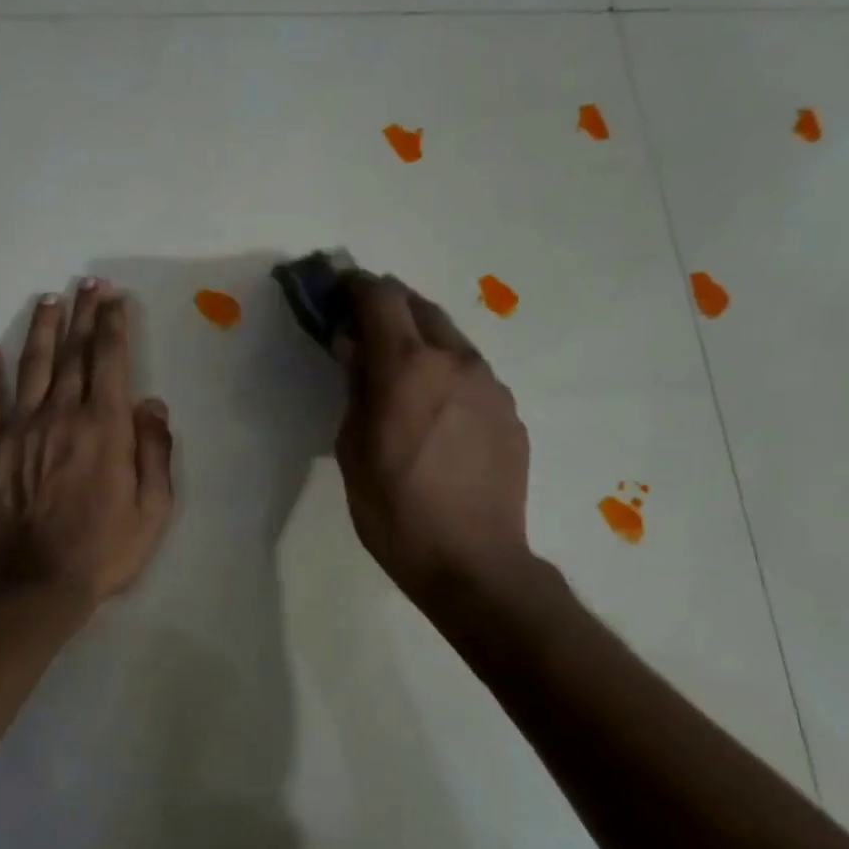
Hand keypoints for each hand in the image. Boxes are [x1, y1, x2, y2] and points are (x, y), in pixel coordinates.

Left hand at [0, 279, 175, 608]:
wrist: (35, 584)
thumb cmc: (103, 550)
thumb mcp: (153, 509)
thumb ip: (155, 452)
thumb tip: (151, 405)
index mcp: (104, 427)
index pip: (110, 360)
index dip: (113, 325)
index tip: (115, 298)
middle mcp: (61, 415)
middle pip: (73, 354)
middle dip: (82, 314)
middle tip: (87, 284)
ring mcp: (19, 430)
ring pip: (31, 367)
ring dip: (40, 331)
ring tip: (48, 301)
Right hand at [335, 273, 531, 604]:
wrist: (472, 562)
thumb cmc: (395, 512)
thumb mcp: (353, 451)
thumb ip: (355, 389)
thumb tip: (354, 349)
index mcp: (407, 368)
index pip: (381, 298)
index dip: (355, 286)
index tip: (338, 289)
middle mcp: (455, 361)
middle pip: (421, 308)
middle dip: (390, 306)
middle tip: (365, 325)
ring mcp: (490, 385)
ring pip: (451, 340)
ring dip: (422, 340)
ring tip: (401, 371)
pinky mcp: (510, 412)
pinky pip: (471, 375)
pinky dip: (446, 374)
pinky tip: (435, 410)